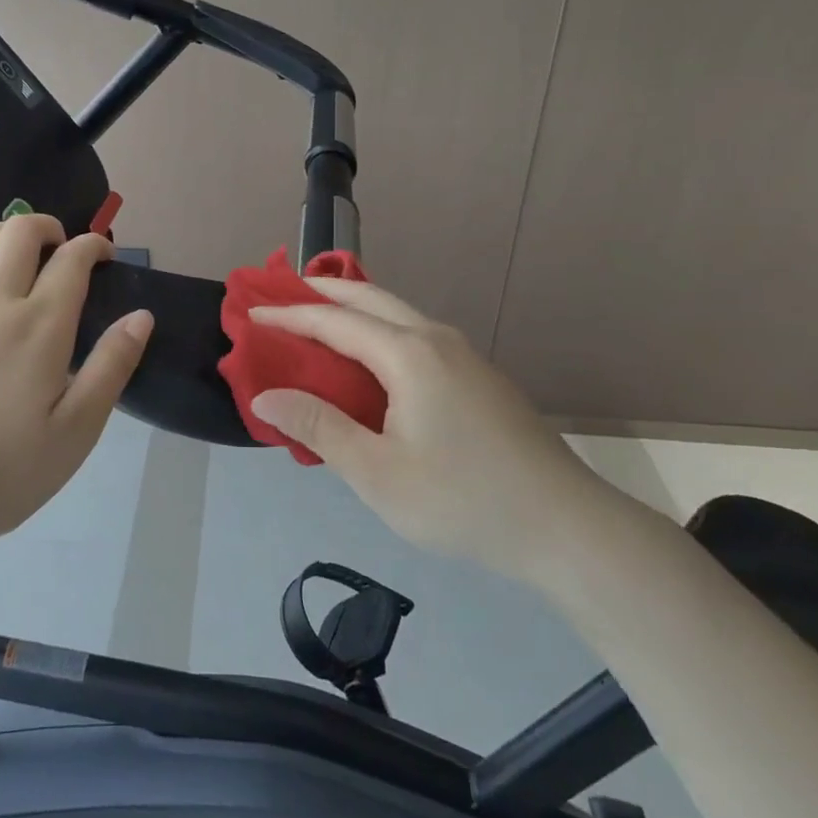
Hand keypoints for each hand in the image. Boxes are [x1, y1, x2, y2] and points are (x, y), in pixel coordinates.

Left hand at [0, 209, 152, 564]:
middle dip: (48, 227)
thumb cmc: (2, 472)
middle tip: (61, 246)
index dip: (93, 247)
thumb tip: (142, 315)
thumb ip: (111, 367)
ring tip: (16, 241)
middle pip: (20, 235)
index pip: (72, 262)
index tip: (105, 256)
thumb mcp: (76, 431)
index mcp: (39, 327)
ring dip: (2, 229)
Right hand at [249, 280, 614, 579]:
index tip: (251, 316)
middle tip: (283, 293)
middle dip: (324, 290)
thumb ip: (318, 427)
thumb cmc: (462, 500)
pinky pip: (415, 334)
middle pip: (370, 297)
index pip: (334, 321)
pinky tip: (372, 359)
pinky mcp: (479, 376)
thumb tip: (265, 394)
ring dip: (354, 308)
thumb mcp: (377, 473)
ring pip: (397, 313)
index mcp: (408, 354)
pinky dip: (379, 329)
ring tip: (320, 317)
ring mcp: (463, 355)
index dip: (289, 317)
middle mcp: (435, 339)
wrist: (566, 527)